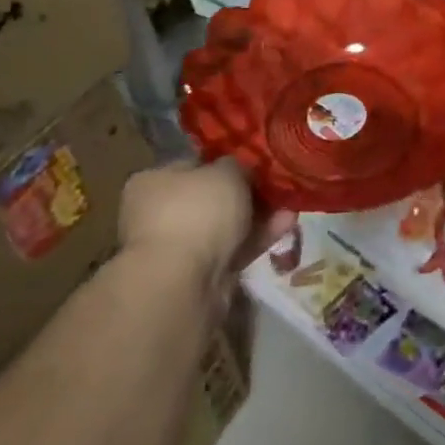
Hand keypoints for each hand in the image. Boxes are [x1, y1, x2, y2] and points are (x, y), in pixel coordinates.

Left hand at [118, 159, 296, 293]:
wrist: (182, 282)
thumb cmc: (197, 212)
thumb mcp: (226, 171)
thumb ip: (237, 165)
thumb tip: (240, 169)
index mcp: (152, 182)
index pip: (193, 165)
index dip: (226, 162)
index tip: (255, 163)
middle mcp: (159, 213)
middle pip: (211, 198)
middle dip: (247, 193)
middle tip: (277, 186)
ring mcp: (178, 247)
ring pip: (225, 225)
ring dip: (258, 215)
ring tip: (291, 205)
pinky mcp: (199, 274)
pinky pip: (233, 249)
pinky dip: (258, 237)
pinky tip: (286, 224)